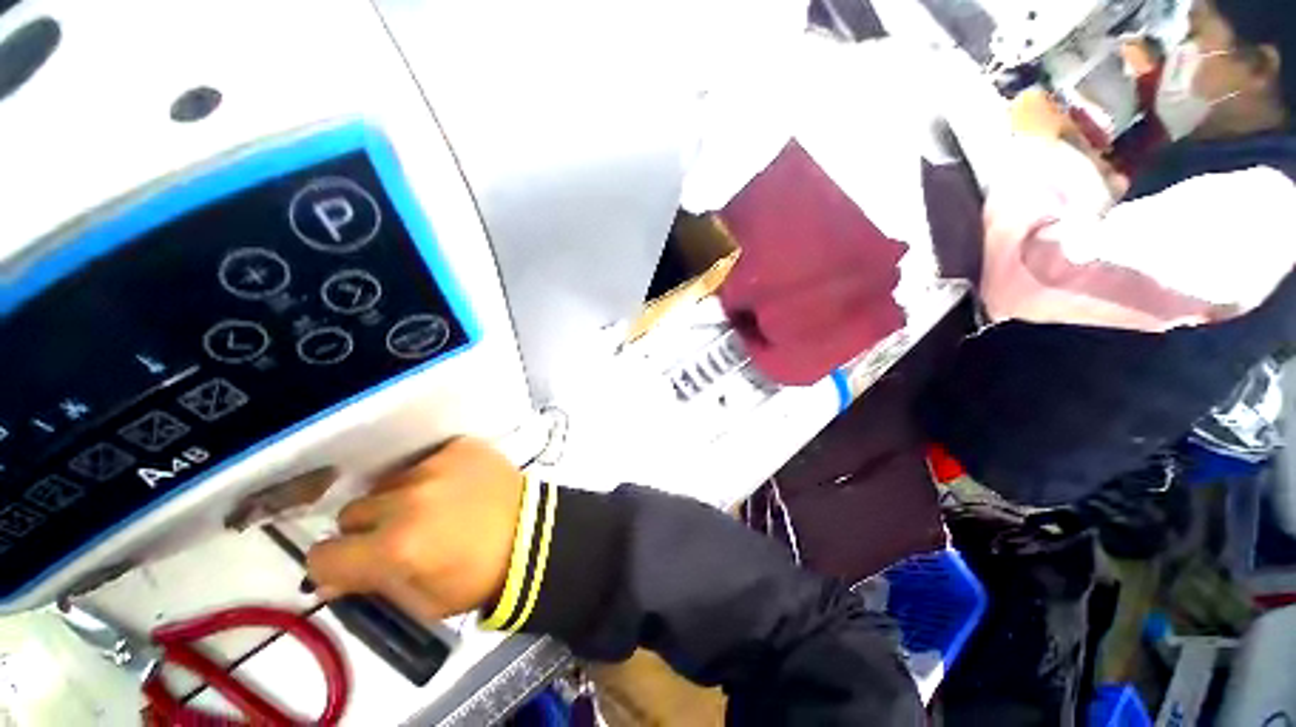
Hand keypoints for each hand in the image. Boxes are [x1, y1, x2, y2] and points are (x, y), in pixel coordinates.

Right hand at [306, 437, 525, 621]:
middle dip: (366, 530)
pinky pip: (422, 460)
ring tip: (432, 509)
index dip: (333, 565)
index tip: (350, 565)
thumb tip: (329, 577)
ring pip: (386, 484)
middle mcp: (408, 500)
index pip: (323, 555)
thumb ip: (371, 589)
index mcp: (395, 547)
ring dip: (397, 499)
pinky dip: (429, 474)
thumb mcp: (422, 603)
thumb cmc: (478, 576)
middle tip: (399, 535)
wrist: (532, 533)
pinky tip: (453, 487)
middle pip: (351, 513)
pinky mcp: (458, 446)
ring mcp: (436, 466)